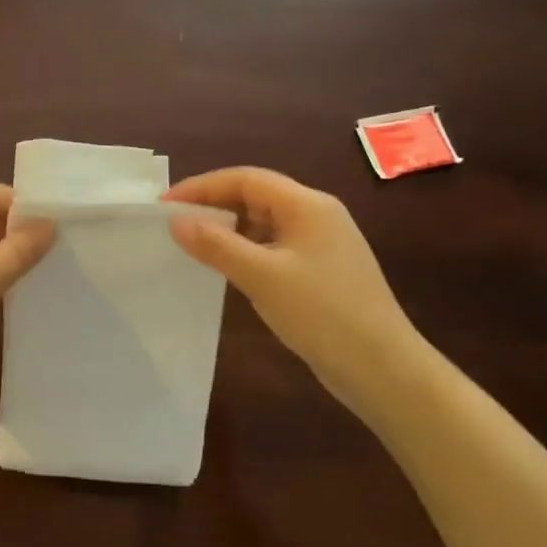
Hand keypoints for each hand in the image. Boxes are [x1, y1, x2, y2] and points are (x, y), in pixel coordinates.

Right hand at [165, 167, 423, 404]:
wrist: (382, 367)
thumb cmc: (322, 313)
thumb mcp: (262, 276)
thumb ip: (217, 245)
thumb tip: (177, 221)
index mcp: (307, 205)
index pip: (246, 179)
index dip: (202, 187)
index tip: (165, 206)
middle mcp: (317, 215)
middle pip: (256, 195)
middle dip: (214, 205)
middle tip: (175, 224)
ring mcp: (322, 243)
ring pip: (265, 222)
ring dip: (229, 229)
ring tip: (193, 245)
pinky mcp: (321, 270)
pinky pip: (275, 246)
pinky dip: (246, 250)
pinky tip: (228, 269)